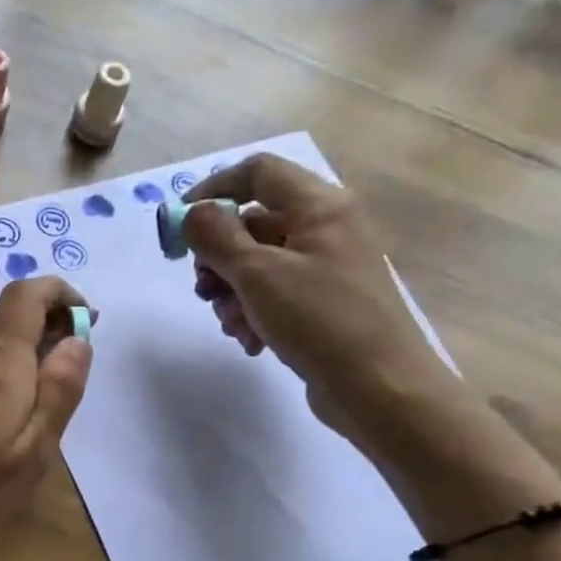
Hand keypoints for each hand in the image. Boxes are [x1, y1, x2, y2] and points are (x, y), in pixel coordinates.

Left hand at [0, 276, 93, 560]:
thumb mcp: (34, 451)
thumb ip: (60, 391)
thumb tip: (78, 341)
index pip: (25, 296)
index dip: (59, 293)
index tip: (85, 318)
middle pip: (7, 322)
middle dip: (45, 333)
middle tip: (68, 374)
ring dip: (18, 360)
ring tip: (34, 409)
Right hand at [182, 154, 465, 452]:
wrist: (380, 388)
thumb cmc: (320, 321)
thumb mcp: (258, 275)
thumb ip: (218, 238)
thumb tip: (192, 213)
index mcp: (319, 206)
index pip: (257, 173)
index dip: (213, 190)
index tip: (179, 226)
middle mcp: (326, 227)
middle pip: (253, 223)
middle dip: (219, 259)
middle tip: (204, 291)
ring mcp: (327, 266)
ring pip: (259, 263)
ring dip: (233, 293)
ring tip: (232, 325)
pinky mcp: (325, 302)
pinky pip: (275, 293)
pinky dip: (254, 312)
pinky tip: (250, 341)